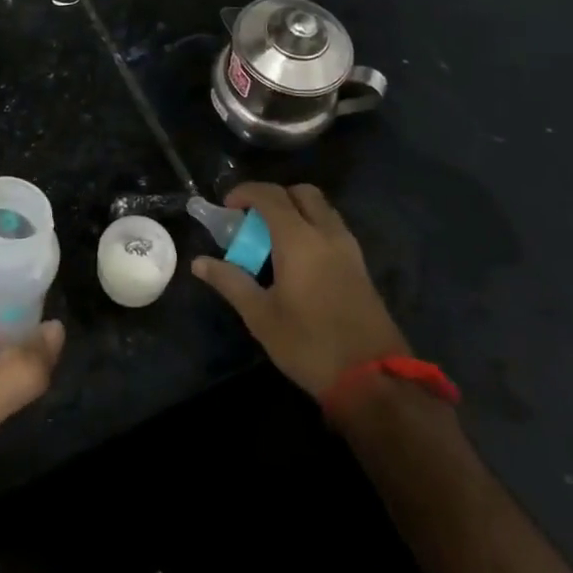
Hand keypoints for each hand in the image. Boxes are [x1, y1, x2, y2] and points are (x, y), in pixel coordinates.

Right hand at [192, 183, 408, 397]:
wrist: (374, 380)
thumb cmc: (310, 344)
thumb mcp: (261, 316)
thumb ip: (231, 281)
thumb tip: (199, 262)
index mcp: (299, 239)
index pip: (270, 196)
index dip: (245, 193)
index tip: (227, 207)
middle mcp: (327, 234)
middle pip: (302, 193)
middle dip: (275, 197)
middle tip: (254, 220)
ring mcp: (349, 249)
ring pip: (322, 209)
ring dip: (297, 211)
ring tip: (274, 240)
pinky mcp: (361, 267)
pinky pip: (333, 229)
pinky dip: (313, 228)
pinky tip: (300, 261)